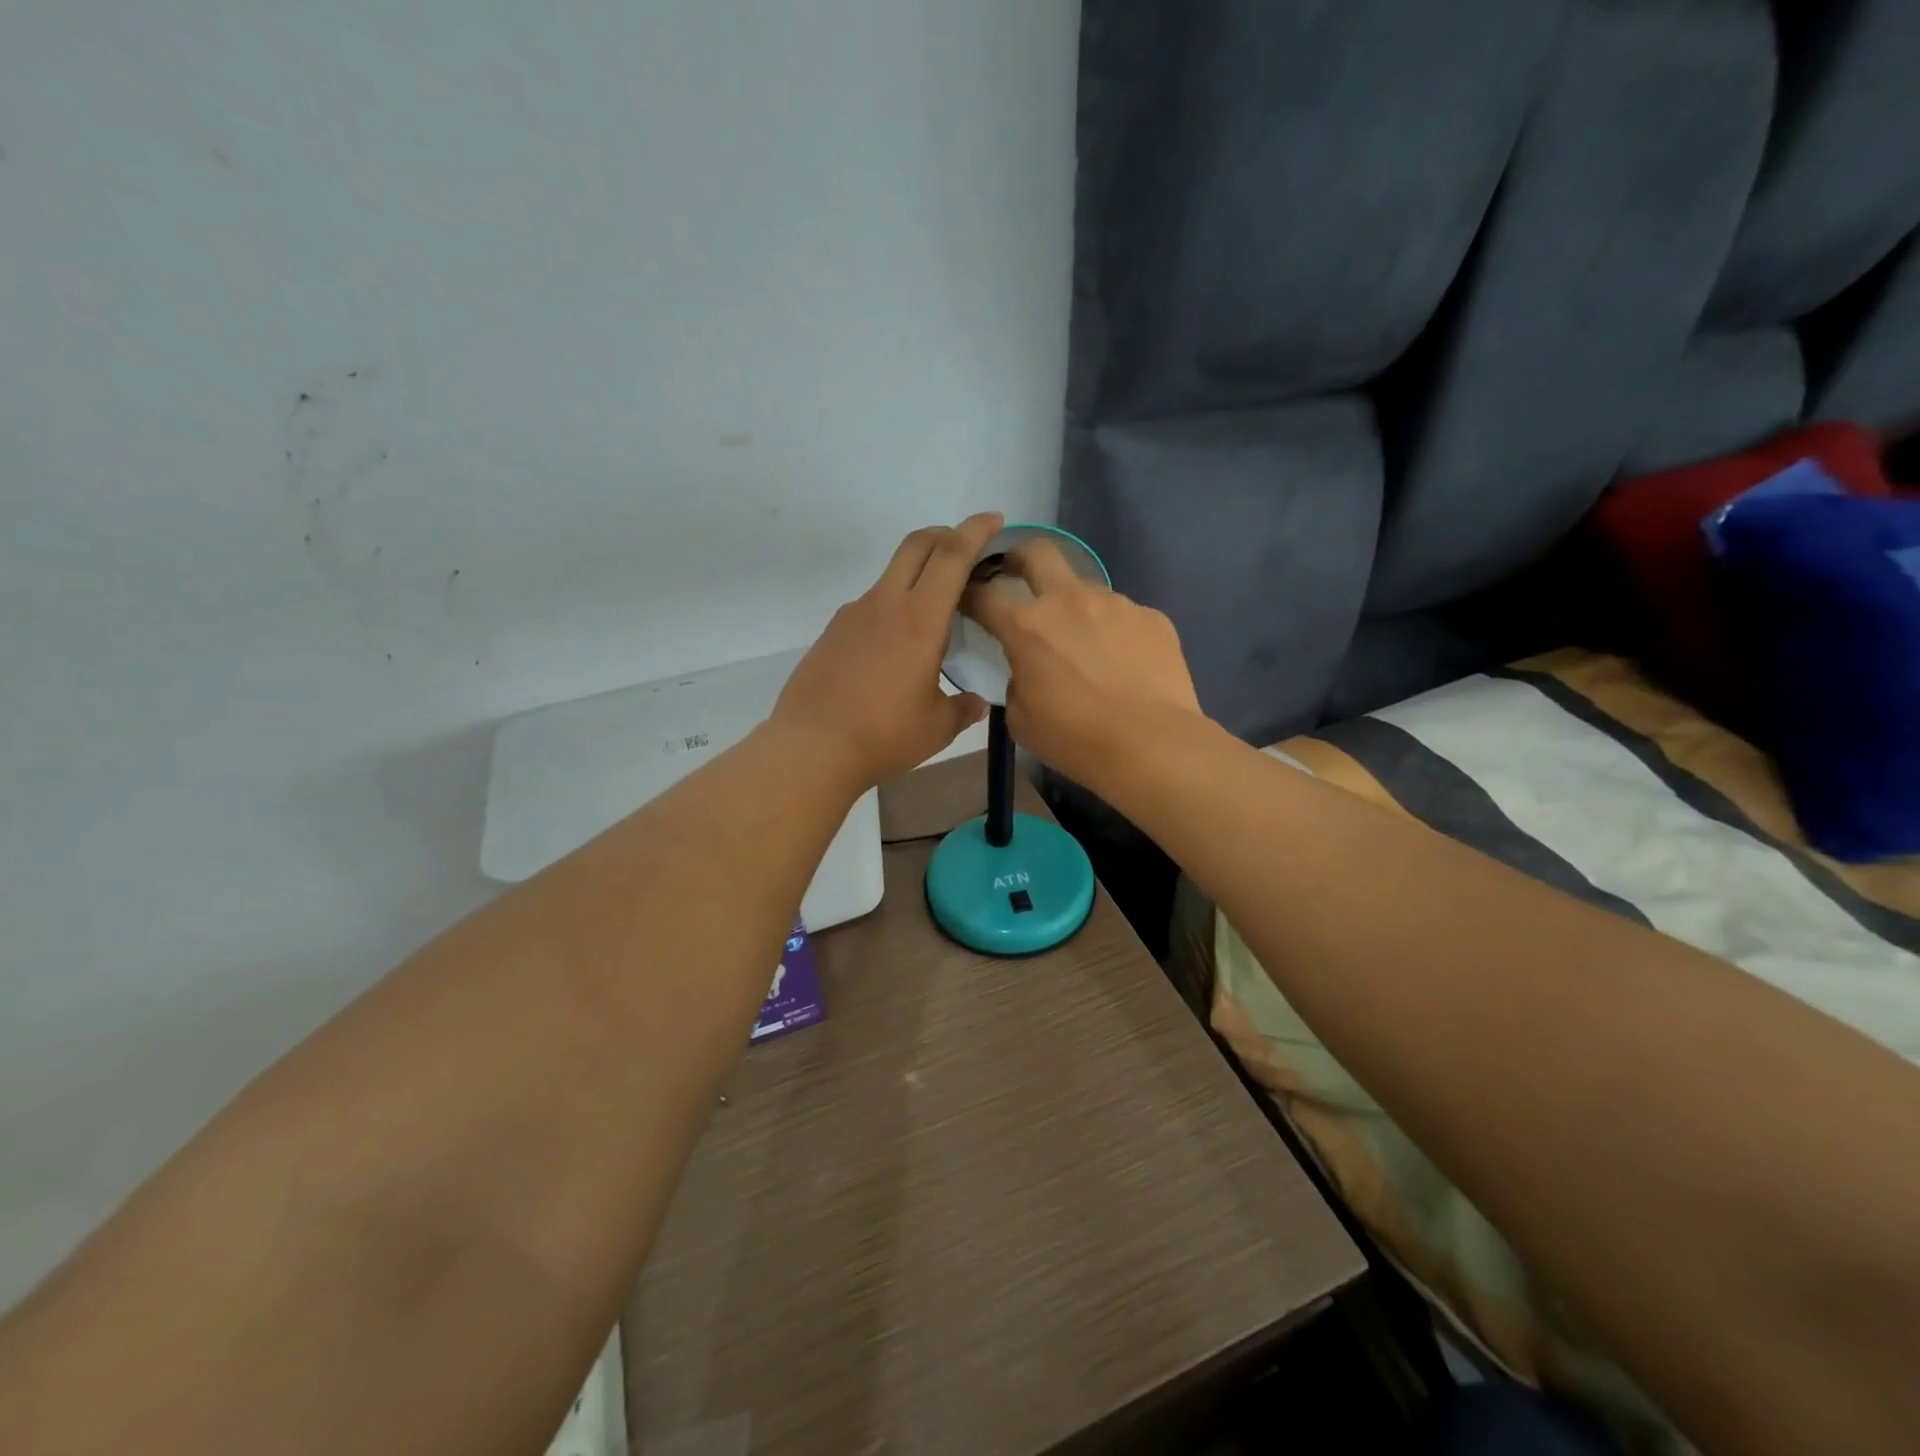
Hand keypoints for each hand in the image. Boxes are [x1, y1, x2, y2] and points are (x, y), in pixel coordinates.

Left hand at [769, 513, 1002, 790]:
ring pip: (891, 575)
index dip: (976, 530)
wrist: (811, 748)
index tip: (994, 519)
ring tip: (934, 612)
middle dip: (946, 535)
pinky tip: (896, 646)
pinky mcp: (832, 632)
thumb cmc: (883, 735)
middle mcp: (885, 604)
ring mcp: (853, 615)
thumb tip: (975, 703)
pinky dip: (892, 607)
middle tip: (967, 549)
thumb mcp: (936, 727)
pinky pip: (870, 605)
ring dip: (918, 574)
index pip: (952, 555)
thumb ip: (962, 708)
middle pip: (917, 545)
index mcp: (920, 619)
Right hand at [962, 539, 1202, 789]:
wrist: (1152, 744)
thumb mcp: (1021, 719)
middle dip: (1020, 557)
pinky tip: (1124, 664)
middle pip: (1037, 552)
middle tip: (1018, 575)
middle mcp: (1069, 600)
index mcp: (1027, 625)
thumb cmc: (1075, 739)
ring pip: (1086, 589)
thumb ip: (1017, 681)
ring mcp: (1115, 603)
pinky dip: (1114, 632)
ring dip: (1075, 607)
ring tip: (1086, 646)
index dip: (971, 594)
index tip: (969, 601)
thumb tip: (1029, 671)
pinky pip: (1123, 616)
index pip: (985, 593)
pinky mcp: (1152, 616)